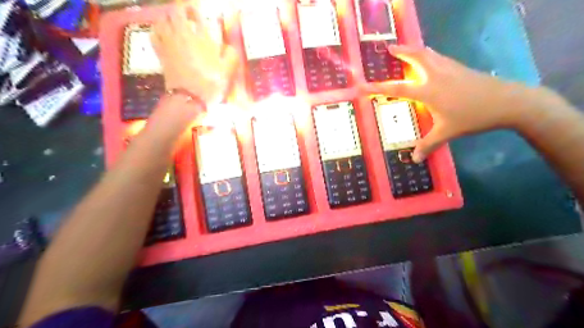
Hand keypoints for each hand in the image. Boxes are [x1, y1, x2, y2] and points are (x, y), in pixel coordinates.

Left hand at [152, 5, 238, 103]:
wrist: (190, 97)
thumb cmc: (211, 83)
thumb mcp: (227, 70)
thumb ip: (230, 55)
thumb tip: (230, 46)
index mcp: (201, 36)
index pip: (195, 12)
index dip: (195, 8)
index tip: (197, 10)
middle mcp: (183, 34)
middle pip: (176, 11)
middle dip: (181, 10)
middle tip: (187, 14)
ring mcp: (169, 42)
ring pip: (163, 20)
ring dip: (169, 18)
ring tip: (175, 22)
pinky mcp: (160, 52)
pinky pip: (154, 34)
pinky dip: (157, 29)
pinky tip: (162, 33)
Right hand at [379, 45, 537, 161]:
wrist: (507, 102)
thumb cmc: (472, 117)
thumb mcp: (447, 133)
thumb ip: (428, 145)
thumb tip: (414, 160)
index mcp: (428, 91)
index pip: (397, 88)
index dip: (377, 88)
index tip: (363, 85)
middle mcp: (436, 75)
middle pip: (415, 57)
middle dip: (401, 52)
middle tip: (389, 48)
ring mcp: (449, 69)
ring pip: (428, 54)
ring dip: (415, 50)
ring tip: (406, 49)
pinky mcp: (460, 68)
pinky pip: (439, 57)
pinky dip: (429, 55)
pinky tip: (431, 59)